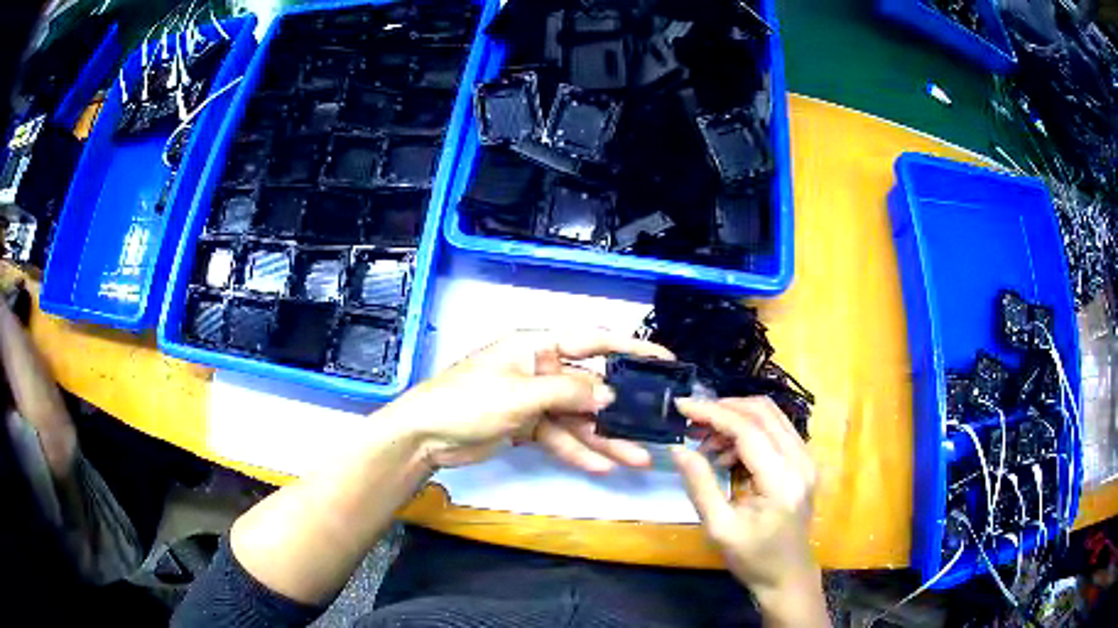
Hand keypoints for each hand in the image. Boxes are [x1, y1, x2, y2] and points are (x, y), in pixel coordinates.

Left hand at [384, 330, 673, 470]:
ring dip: (605, 438)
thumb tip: (610, 394)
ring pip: (578, 418)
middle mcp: (541, 369)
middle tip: (655, 424)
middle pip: (589, 387)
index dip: (630, 348)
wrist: (425, 436)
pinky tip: (602, 466)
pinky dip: (577, 451)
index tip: (664, 360)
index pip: (593, 341)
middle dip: (621, 408)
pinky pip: (559, 438)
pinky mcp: (526, 426)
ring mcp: (534, 400)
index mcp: (538, 346)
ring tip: (638, 458)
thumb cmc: (468, 400)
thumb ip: (568, 392)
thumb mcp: (521, 393)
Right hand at [672, 398, 824, 623]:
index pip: (748, 430)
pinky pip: (776, 430)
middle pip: (763, 412)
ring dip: (735, 419)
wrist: (788, 575)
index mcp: (781, 480)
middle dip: (723, 409)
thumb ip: (700, 485)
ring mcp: (807, 459)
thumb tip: (678, 448)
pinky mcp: (805, 462)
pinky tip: (727, 454)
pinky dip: (748, 431)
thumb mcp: (719, 528)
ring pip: (771, 416)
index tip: (681, 406)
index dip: (712, 413)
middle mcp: (801, 461)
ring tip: (706, 445)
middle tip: (691, 423)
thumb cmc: (753, 558)